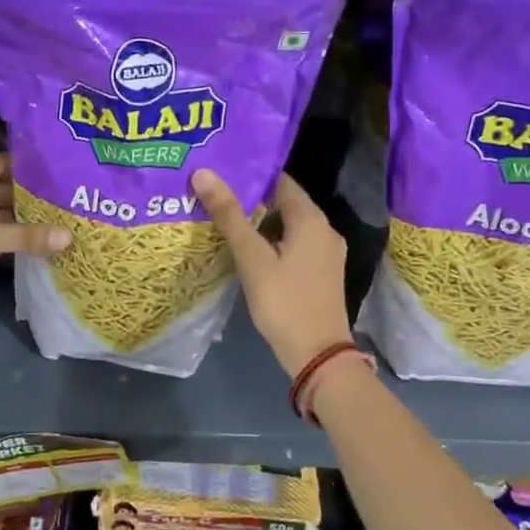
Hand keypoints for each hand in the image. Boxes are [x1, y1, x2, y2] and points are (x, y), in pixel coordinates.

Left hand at [0, 154, 69, 300]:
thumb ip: (24, 237)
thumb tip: (70, 237)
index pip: (6, 163)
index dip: (33, 169)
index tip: (66, 176)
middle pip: (1, 191)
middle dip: (30, 200)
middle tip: (70, 207)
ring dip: (17, 224)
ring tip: (57, 229)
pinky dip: (0, 241)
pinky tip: (27, 249)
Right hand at [192, 168, 351, 378]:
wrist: (318, 356)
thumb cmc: (284, 302)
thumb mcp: (252, 258)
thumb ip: (229, 215)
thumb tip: (204, 173)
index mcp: (311, 220)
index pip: (280, 182)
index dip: (251, 175)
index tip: (220, 173)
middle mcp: (324, 230)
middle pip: (285, 203)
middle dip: (251, 199)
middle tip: (214, 195)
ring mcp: (326, 253)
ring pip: (288, 226)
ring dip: (260, 222)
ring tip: (224, 219)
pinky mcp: (321, 273)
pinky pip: (294, 245)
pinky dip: (271, 242)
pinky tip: (247, 250)